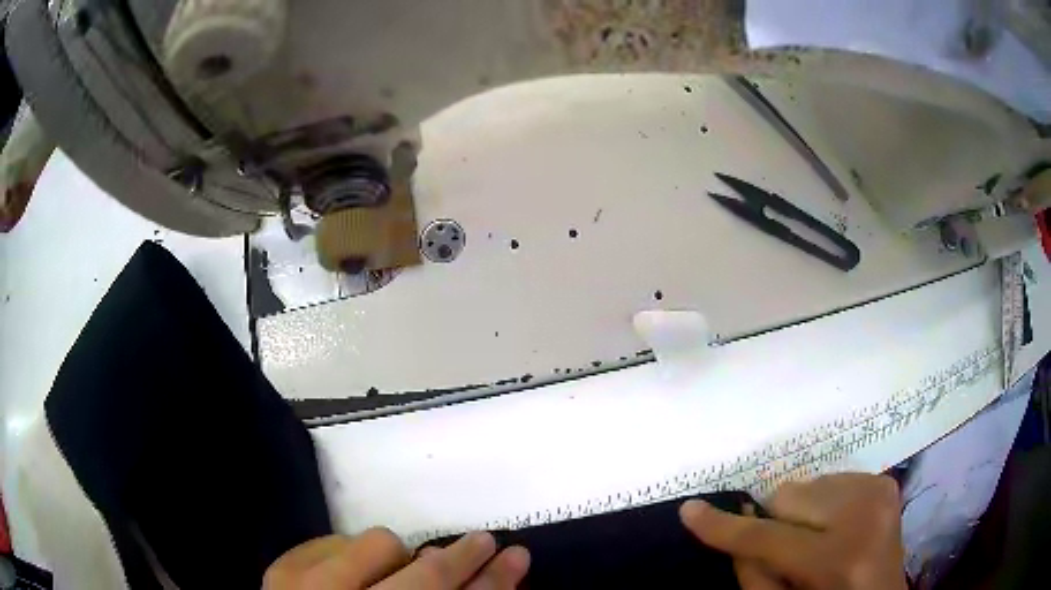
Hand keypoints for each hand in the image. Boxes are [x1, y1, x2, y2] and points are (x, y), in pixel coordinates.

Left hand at [263, 529, 529, 589]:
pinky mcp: (282, 568)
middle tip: (483, 542)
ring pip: (378, 543)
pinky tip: (354, 572)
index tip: (517, 558)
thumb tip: (487, 583)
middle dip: (462, 558)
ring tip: (393, 574)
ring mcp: (309, 586)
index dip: (494, 584)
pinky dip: (353, 552)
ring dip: (398, 557)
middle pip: (426, 577)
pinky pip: (335, 538)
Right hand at [680, 474, 906, 588]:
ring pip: (809, 483)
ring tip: (820, 540)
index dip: (725, 527)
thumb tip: (736, 526)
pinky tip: (838, 526)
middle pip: (789, 496)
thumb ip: (753, 572)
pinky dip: (826, 502)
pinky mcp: (885, 482)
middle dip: (778, 521)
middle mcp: (862, 517)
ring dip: (804, 512)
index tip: (690, 510)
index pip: (767, 537)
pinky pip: (833, 478)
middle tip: (793, 549)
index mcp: (837, 560)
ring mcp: (879, 493)